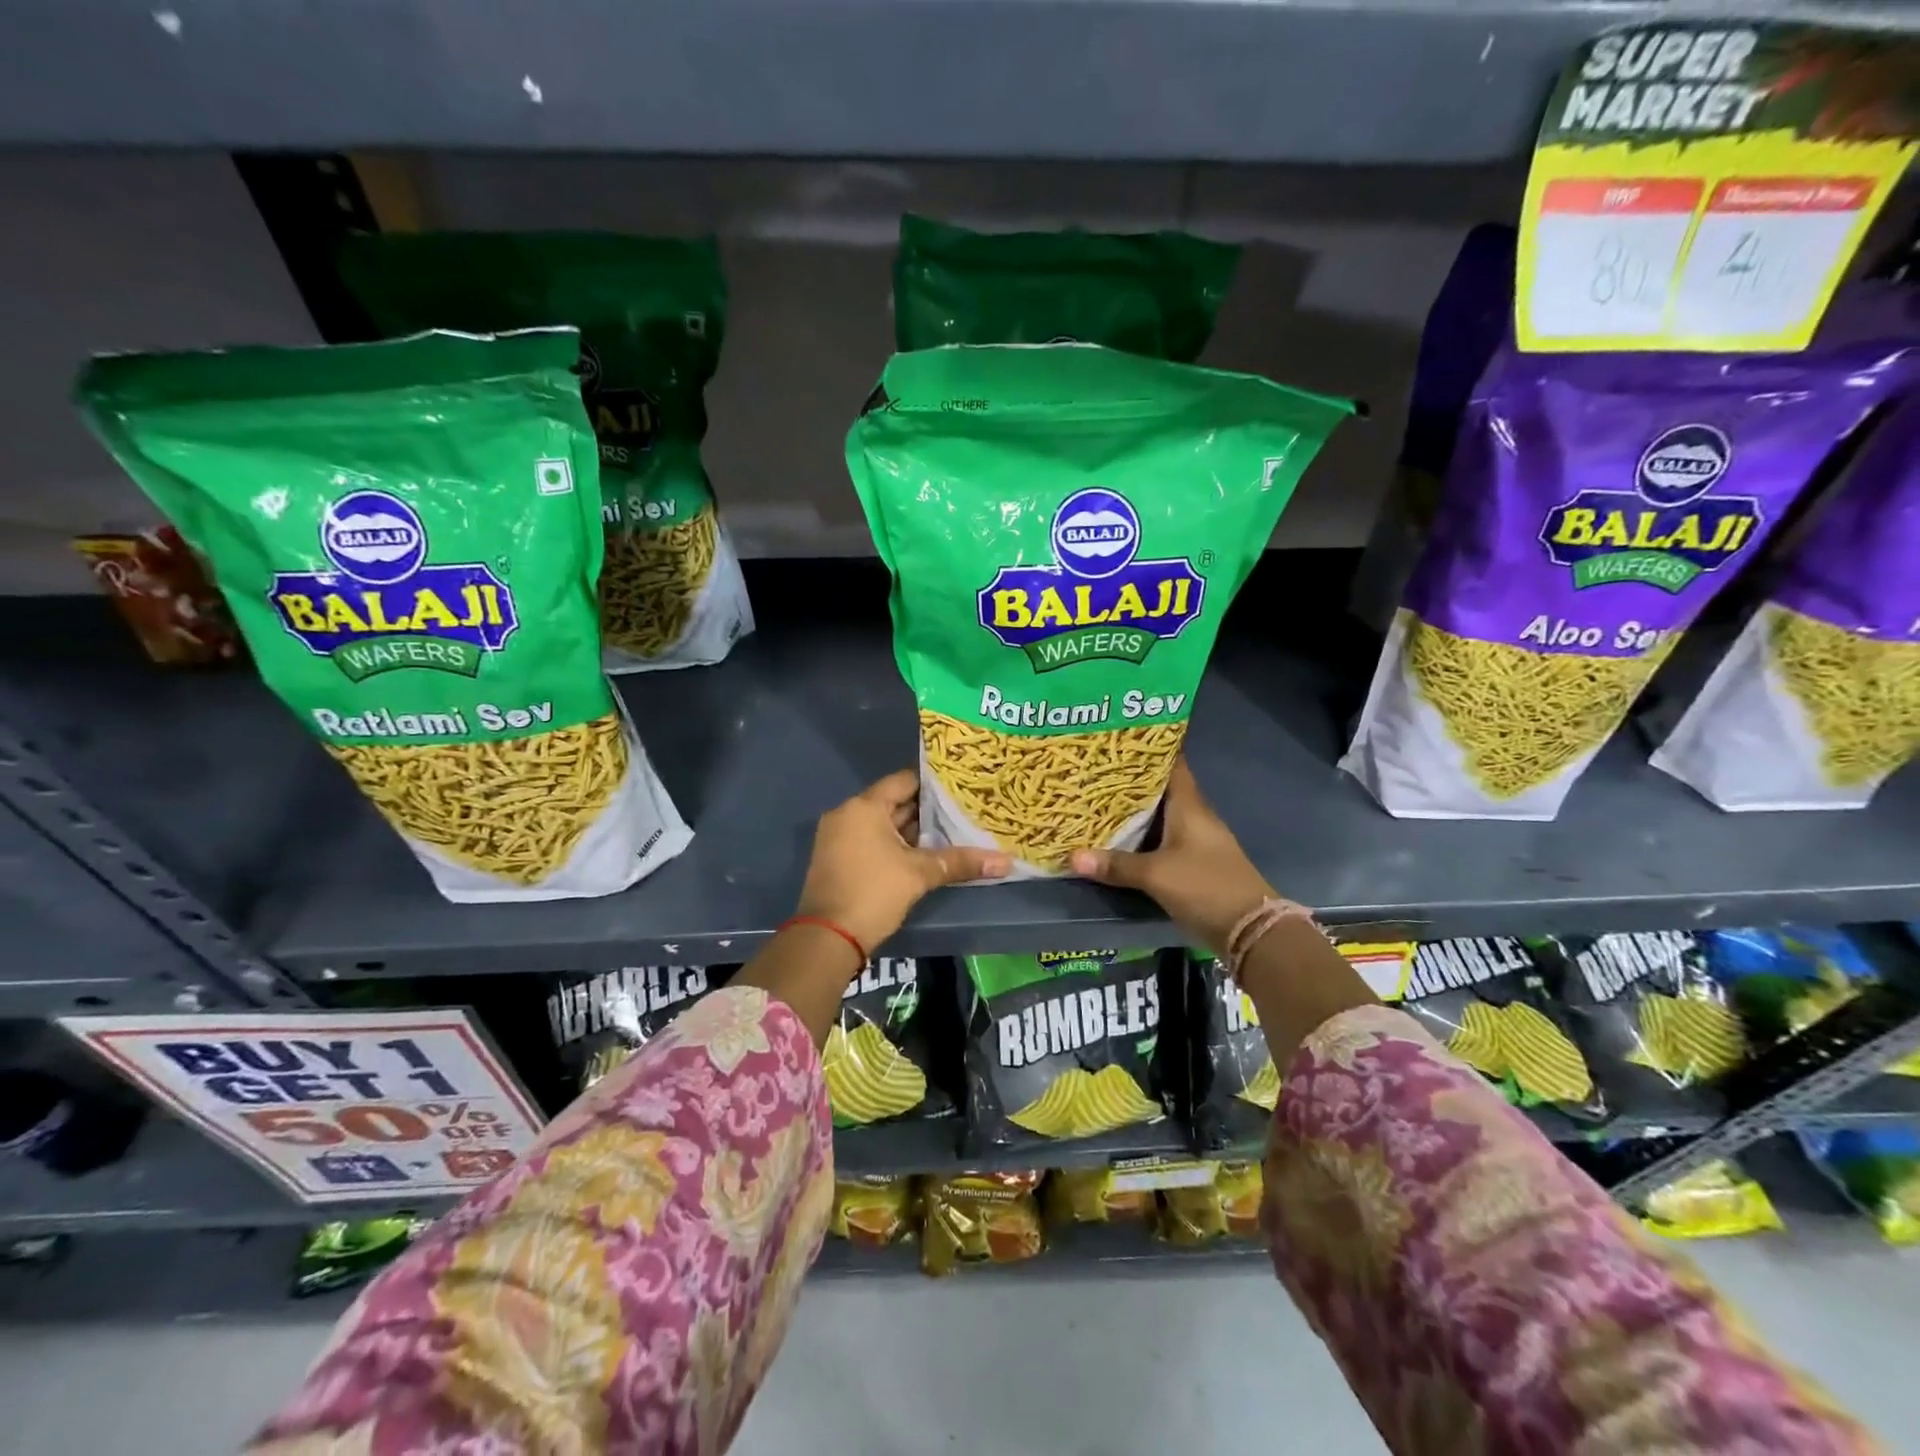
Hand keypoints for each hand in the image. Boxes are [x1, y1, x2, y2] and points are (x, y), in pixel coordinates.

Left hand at [797, 770, 1010, 954]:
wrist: (827, 938)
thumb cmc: (873, 893)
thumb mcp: (920, 875)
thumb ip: (960, 862)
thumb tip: (1006, 861)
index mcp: (864, 807)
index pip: (904, 781)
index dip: (932, 784)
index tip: (960, 788)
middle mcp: (847, 814)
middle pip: (893, 802)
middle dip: (926, 810)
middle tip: (962, 811)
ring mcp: (838, 837)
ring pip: (882, 824)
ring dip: (911, 830)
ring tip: (949, 832)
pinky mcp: (836, 858)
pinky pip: (870, 840)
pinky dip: (894, 844)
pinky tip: (922, 855)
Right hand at [1070, 757, 1277, 953]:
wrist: (1250, 930)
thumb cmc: (1206, 886)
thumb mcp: (1156, 875)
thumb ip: (1115, 865)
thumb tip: (1071, 856)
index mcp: (1189, 806)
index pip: (1171, 764)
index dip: (1149, 748)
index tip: (1120, 737)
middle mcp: (1193, 817)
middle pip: (1160, 789)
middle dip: (1130, 779)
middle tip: (1094, 768)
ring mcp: (1194, 840)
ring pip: (1158, 815)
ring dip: (1133, 809)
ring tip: (1095, 797)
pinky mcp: (1191, 863)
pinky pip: (1160, 839)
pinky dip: (1139, 835)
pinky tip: (1115, 836)